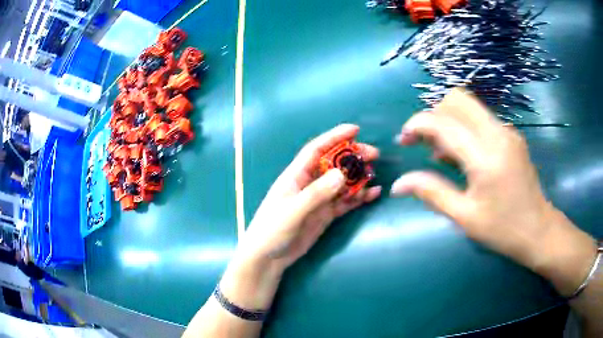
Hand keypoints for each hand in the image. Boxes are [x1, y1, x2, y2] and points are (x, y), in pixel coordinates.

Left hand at [238, 124, 380, 271]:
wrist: (269, 258)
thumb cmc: (272, 230)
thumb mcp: (292, 211)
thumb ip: (316, 193)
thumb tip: (341, 174)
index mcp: (296, 176)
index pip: (316, 150)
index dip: (334, 137)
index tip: (355, 129)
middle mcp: (309, 184)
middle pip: (334, 164)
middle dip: (353, 157)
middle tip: (373, 155)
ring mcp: (319, 199)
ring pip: (342, 182)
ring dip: (358, 177)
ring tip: (375, 173)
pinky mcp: (326, 214)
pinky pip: (345, 202)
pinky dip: (359, 197)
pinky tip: (373, 194)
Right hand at [391, 89, 596, 295]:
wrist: (538, 229)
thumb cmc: (502, 229)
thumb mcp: (464, 217)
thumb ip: (432, 192)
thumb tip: (398, 184)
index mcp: (486, 157)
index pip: (444, 123)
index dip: (418, 124)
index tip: (404, 139)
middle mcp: (497, 134)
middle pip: (457, 100)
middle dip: (434, 114)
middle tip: (424, 143)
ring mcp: (507, 131)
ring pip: (469, 106)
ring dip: (449, 120)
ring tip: (441, 154)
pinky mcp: (511, 135)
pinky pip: (481, 119)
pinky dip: (464, 128)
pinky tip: (463, 156)